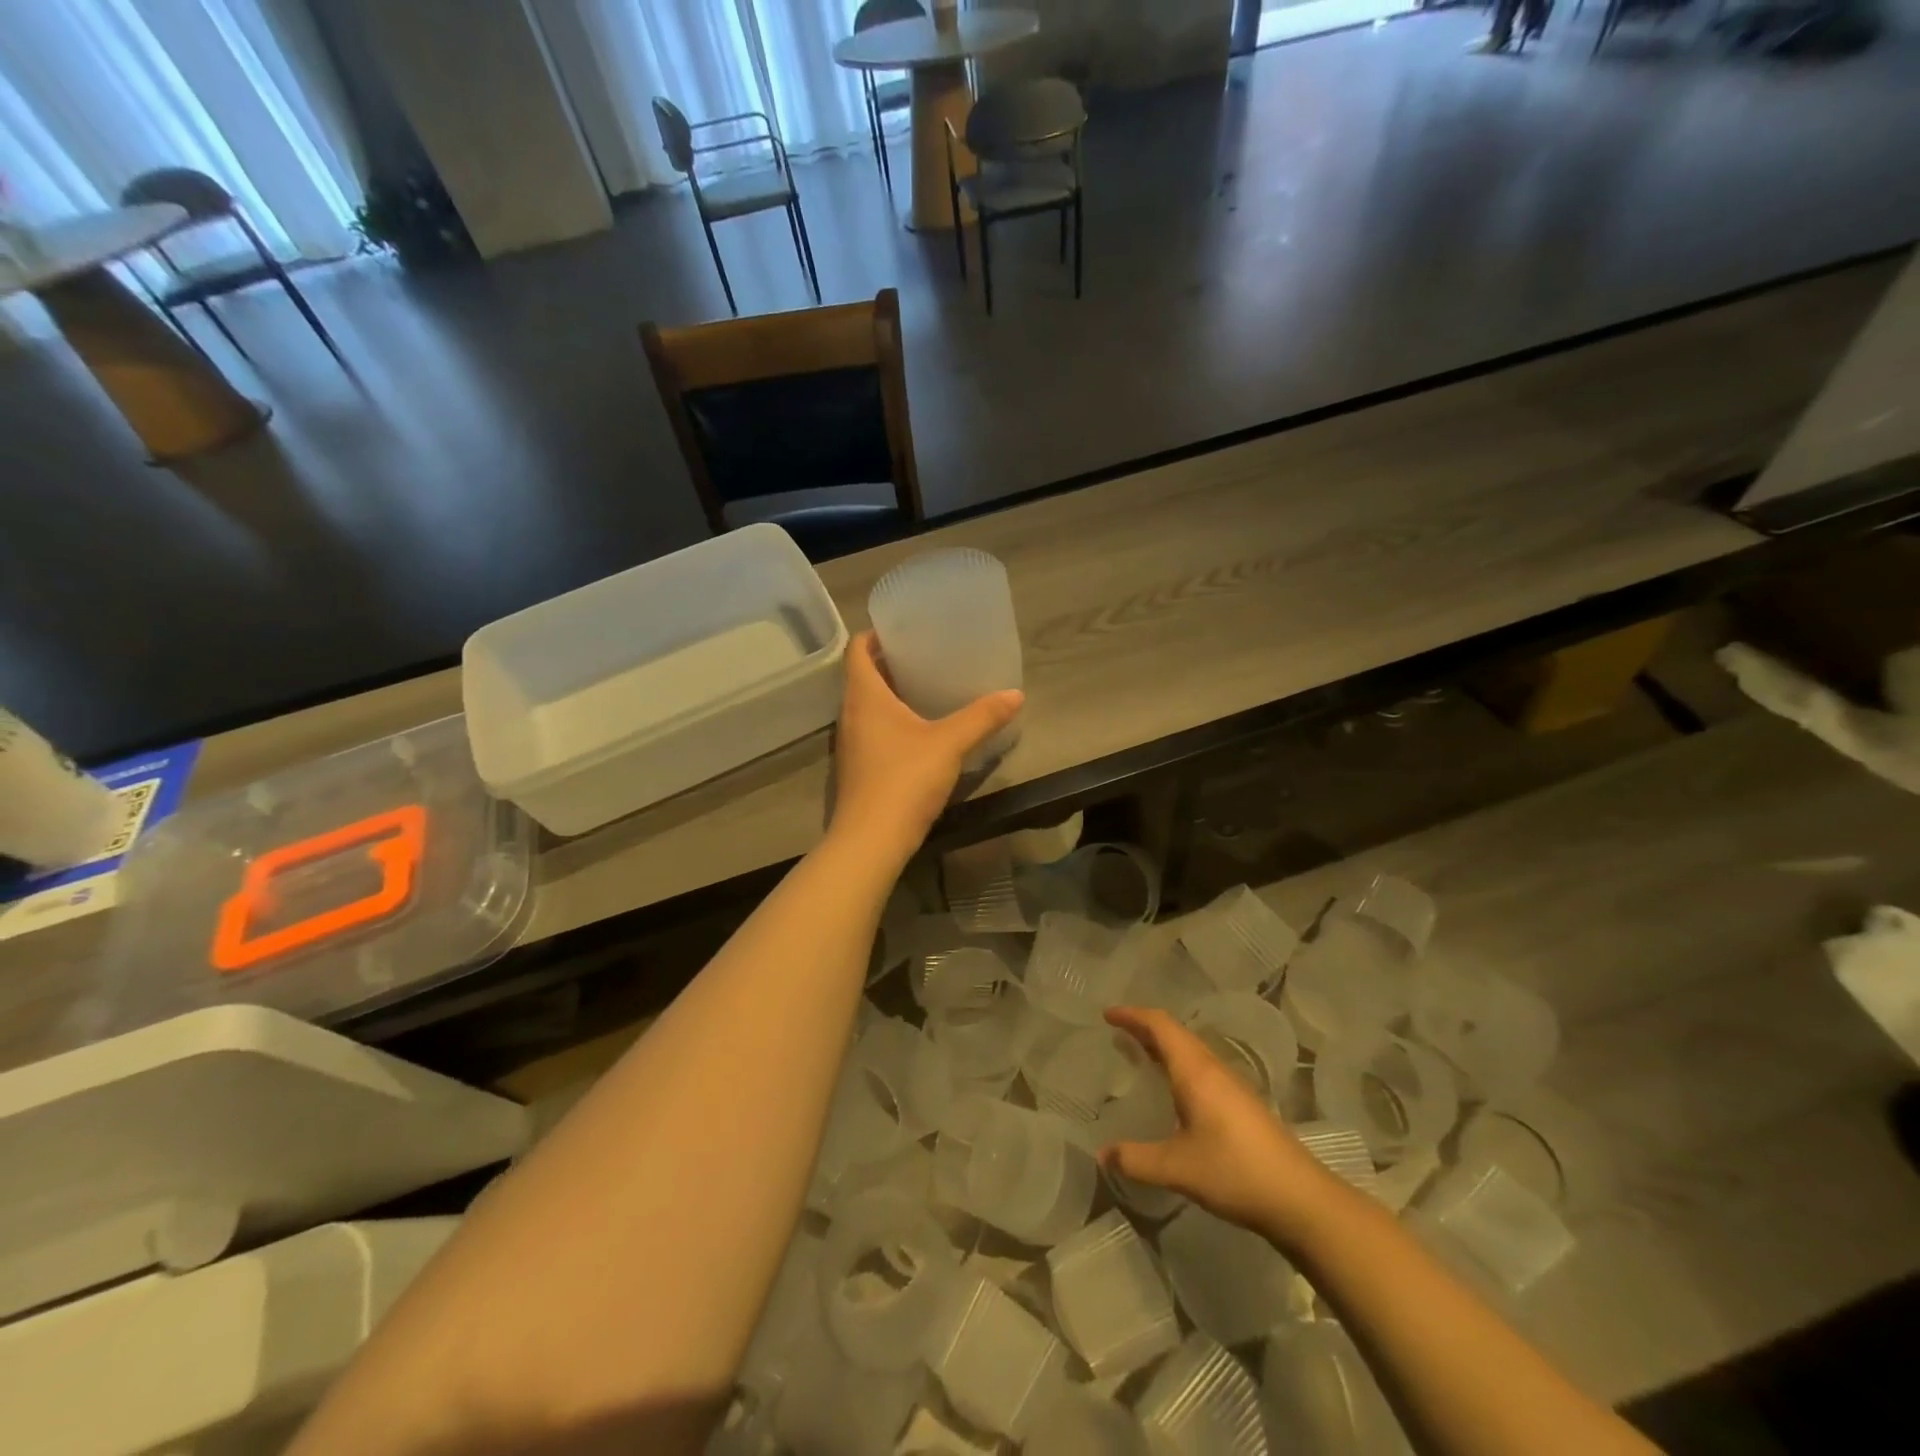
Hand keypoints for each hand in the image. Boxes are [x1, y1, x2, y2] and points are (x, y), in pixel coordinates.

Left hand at [830, 632, 1023, 867]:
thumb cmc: (904, 779)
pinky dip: (890, 721)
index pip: (856, 650)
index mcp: (864, 696)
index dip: (875, 635)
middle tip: (925, 656)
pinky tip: (919, 732)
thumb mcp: (949, 744)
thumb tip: (1015, 694)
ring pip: (866, 706)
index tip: (902, 630)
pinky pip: (871, 730)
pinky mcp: (857, 768)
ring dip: (890, 694)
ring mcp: (850, 743)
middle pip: (861, 676)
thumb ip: (982, 717)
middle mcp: (850, 714)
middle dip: (889, 663)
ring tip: (926, 689)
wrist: (871, 841)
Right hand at [1101, 1005, 1345, 1245]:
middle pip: (1175, 1033)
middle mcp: (1213, 1069)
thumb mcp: (1177, 1169)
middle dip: (1144, 1027)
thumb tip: (1102, 1154)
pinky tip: (1174, 1091)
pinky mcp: (1242, 1104)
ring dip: (1163, 1045)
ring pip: (1190, 1050)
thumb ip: (1136, 1159)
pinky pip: (1202, 1068)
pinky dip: (1178, 1064)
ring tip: (1139, 1054)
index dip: (1132, 1015)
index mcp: (1196, 1071)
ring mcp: (1232, 1086)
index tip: (1107, 1014)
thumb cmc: (1235, 1172)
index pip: (1160, 1025)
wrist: (1301, 1199)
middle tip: (1117, 1032)